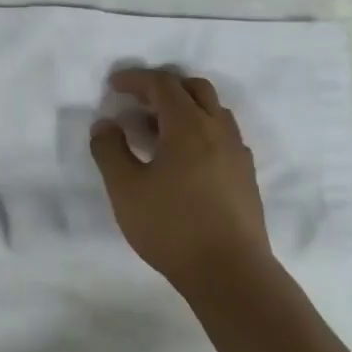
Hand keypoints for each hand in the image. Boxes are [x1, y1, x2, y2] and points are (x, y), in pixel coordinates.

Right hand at [89, 68, 272, 286]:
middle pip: (195, 89)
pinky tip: (184, 160)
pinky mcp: (246, 176)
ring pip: (213, 112)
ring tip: (157, 132)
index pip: (163, 85)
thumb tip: (105, 124)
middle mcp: (218, 130)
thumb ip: (110, 151)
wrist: (230, 272)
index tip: (113, 85)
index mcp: (189, 125)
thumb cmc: (172, 226)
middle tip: (137, 104)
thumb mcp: (125, 189)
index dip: (136, 79)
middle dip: (164, 88)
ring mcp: (237, 153)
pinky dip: (200, 132)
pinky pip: (223, 137)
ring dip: (185, 109)